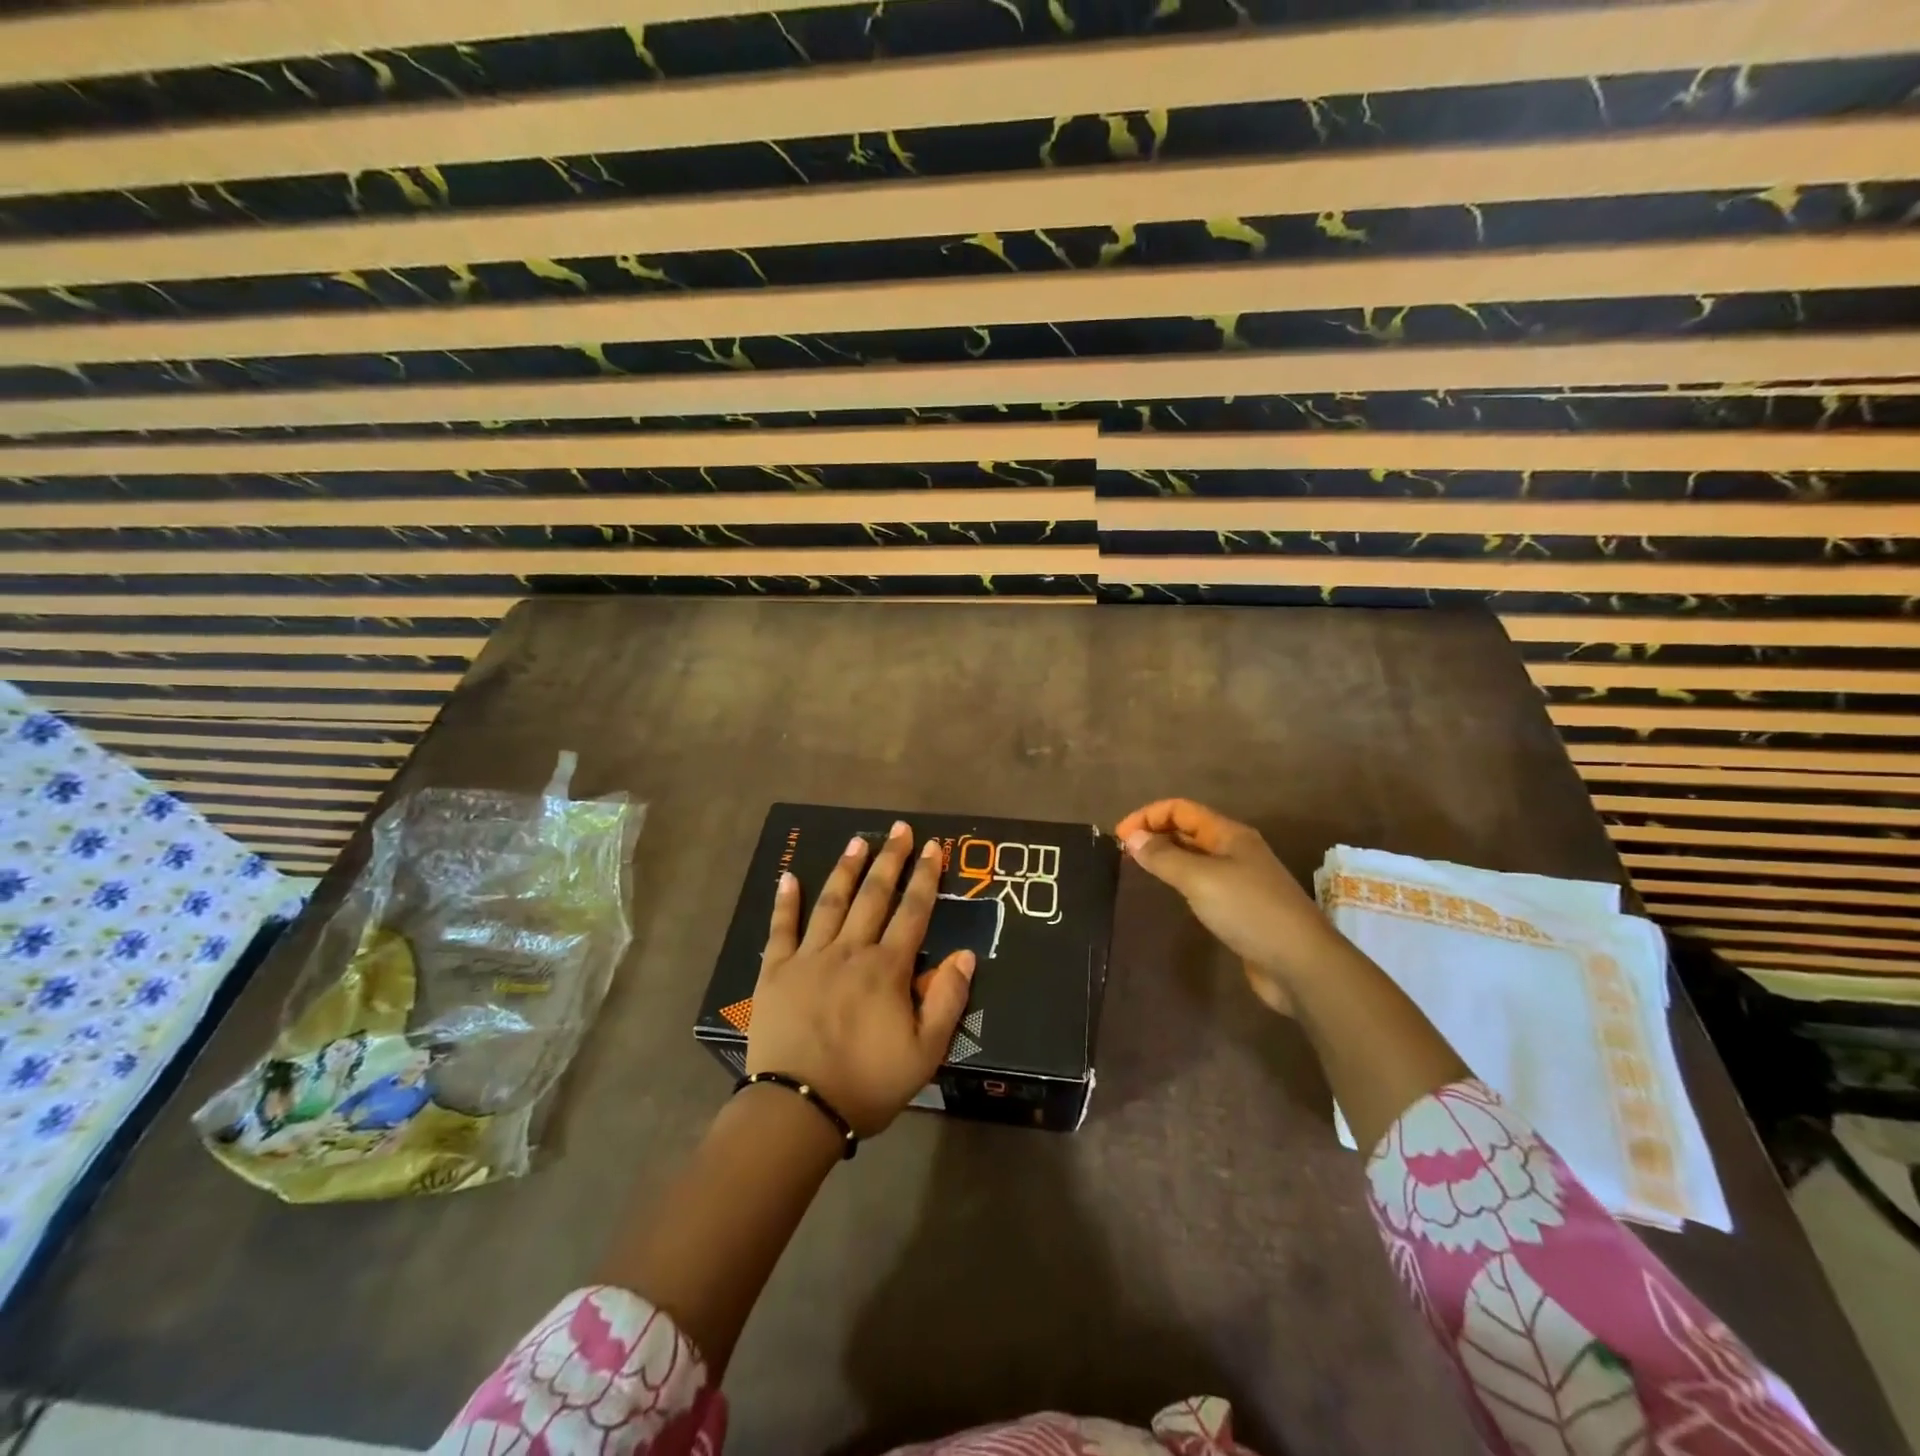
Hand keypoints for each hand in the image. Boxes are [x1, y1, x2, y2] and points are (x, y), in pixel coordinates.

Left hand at [747, 821, 976, 1136]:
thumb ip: (947, 1000)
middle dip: (890, 859)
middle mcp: (850, 951)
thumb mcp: (925, 1053)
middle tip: (900, 829)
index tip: (934, 846)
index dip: (926, 877)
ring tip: (858, 840)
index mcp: (887, 969)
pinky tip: (789, 877)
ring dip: (847, 869)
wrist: (798, 1109)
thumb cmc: (867, 1084)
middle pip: (874, 896)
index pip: (913, 912)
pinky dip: (785, 902)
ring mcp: (810, 957)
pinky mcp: (776, 972)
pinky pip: (781, 929)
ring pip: (832, 902)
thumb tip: (966, 954)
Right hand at [1114, 799, 1331, 1013]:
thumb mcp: (1200, 879)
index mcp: (1230, 834)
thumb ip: (1164, 857)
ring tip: (1140, 869)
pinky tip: (1170, 894)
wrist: (1300, 963)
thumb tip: (1132, 838)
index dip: (1148, 816)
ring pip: (1195, 856)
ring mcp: (1241, 879)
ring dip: (1167, 856)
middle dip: (1156, 833)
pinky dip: (1181, 880)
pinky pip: (1203, 882)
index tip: (1119, 837)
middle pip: (1189, 829)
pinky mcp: (1241, 907)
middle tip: (1124, 852)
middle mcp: (1236, 850)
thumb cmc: (1249, 911)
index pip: (1181, 809)